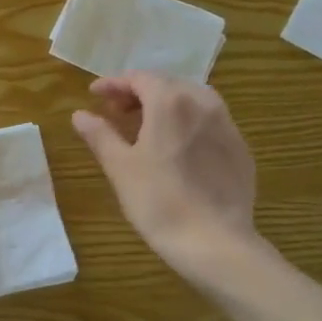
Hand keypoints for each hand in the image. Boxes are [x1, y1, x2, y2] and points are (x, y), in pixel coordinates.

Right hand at [72, 74, 264, 284]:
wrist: (215, 242)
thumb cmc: (159, 201)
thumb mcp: (120, 167)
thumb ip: (100, 134)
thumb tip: (80, 114)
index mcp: (170, 102)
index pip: (139, 78)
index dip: (114, 83)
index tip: (94, 94)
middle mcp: (203, 103)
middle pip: (167, 84)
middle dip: (139, 92)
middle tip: (116, 109)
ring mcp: (227, 125)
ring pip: (193, 99)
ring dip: (166, 104)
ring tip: (147, 124)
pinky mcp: (240, 149)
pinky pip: (210, 121)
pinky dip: (188, 122)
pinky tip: (178, 146)